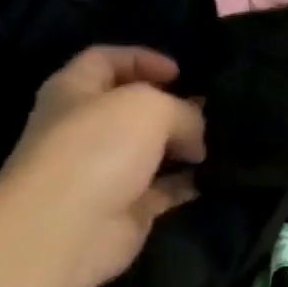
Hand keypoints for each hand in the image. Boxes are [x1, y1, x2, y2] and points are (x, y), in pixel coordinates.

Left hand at [0, 46, 205, 286]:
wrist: (67, 227)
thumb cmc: (98, 147)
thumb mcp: (150, 107)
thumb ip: (182, 111)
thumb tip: (195, 137)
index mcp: (74, 91)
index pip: (105, 60)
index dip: (142, 59)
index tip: (181, 71)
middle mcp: (85, 128)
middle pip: (132, 108)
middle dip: (171, 106)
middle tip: (210, 109)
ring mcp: (104, 171)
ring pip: (150, 150)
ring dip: (183, 146)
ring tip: (221, 141)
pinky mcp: (124, 209)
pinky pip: (163, 190)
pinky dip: (187, 183)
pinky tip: (215, 176)